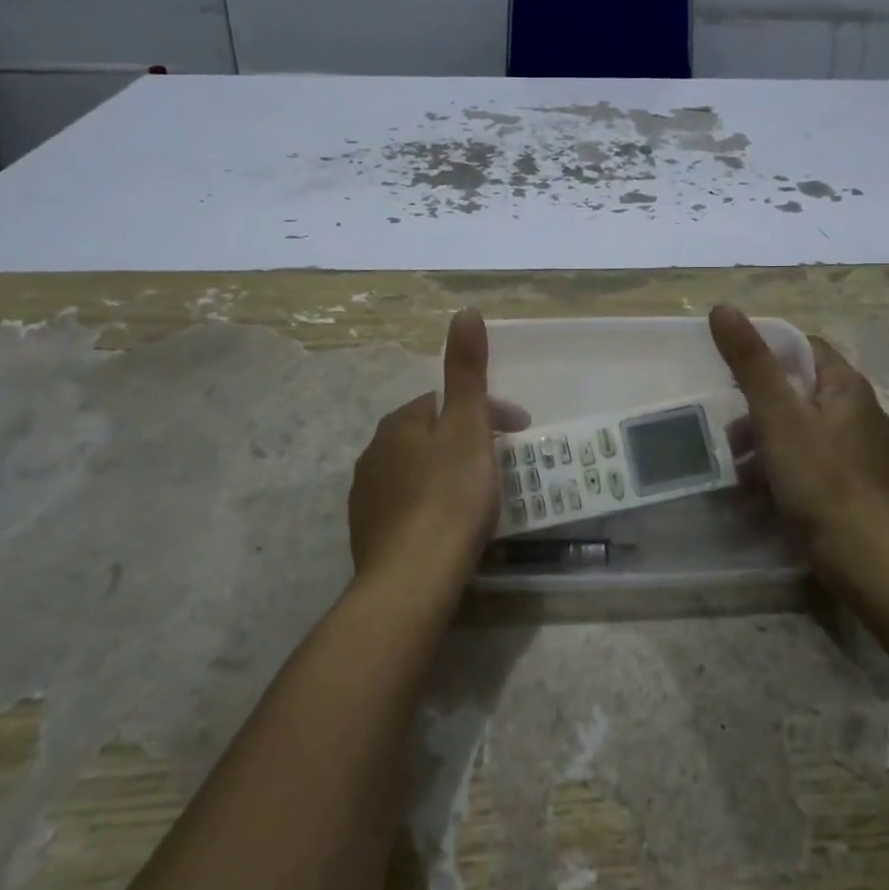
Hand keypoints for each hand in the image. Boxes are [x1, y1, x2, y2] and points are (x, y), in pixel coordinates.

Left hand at [348, 309, 528, 589]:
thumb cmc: (449, 496)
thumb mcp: (467, 426)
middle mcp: (374, 453)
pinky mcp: (369, 535)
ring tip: (479, 497)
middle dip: (465, 441)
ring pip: (416, 470)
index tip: (520, 431)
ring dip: (446, 473)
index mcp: (398, 423)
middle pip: (429, 435)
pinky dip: (430, 505)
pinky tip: (448, 527)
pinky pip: (407, 506)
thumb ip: (466, 370)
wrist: (412, 579)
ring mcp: (367, 496)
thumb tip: (465, 310)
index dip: (487, 410)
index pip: (445, 401)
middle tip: (502, 464)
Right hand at [709, 304, 888, 563]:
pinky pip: (812, 462)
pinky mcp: (856, 486)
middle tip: (728, 424)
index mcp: (848, 388)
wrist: (864, 555)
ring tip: (735, 462)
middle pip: (802, 391)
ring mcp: (862, 453)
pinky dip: (784, 468)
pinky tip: (759, 490)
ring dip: (767, 441)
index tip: (734, 371)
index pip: (806, 349)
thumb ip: (750, 362)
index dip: (769, 352)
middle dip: (761, 405)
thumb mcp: (777, 414)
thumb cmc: (819, 476)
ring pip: (804, 430)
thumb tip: (723, 308)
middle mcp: (862, 414)